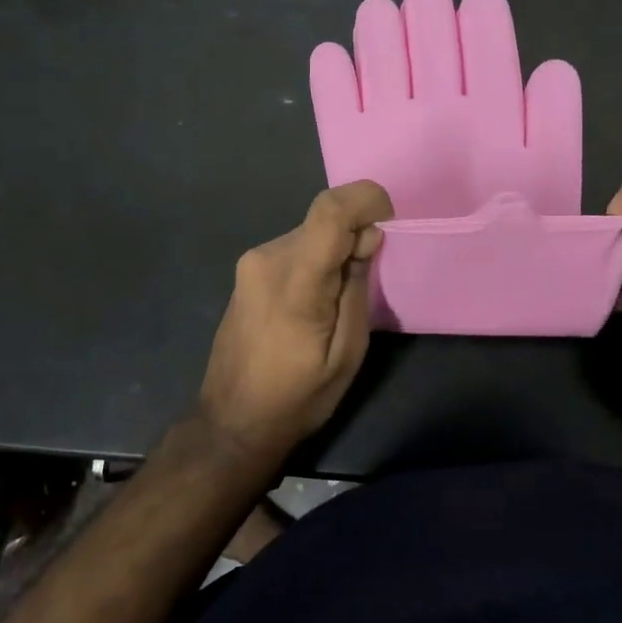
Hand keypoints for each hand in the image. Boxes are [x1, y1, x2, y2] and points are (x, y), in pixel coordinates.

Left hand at [199, 181, 392, 461]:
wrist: (232, 422)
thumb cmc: (297, 397)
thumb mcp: (347, 353)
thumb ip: (357, 287)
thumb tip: (368, 236)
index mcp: (295, 280)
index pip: (330, 209)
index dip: (366, 199)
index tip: (389, 221)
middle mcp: (267, 258)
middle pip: (323, 222)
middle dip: (354, 236)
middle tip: (368, 278)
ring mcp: (251, 263)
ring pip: (309, 234)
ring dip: (334, 251)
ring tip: (338, 302)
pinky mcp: (246, 272)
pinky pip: (293, 249)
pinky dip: (315, 260)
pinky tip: (315, 303)